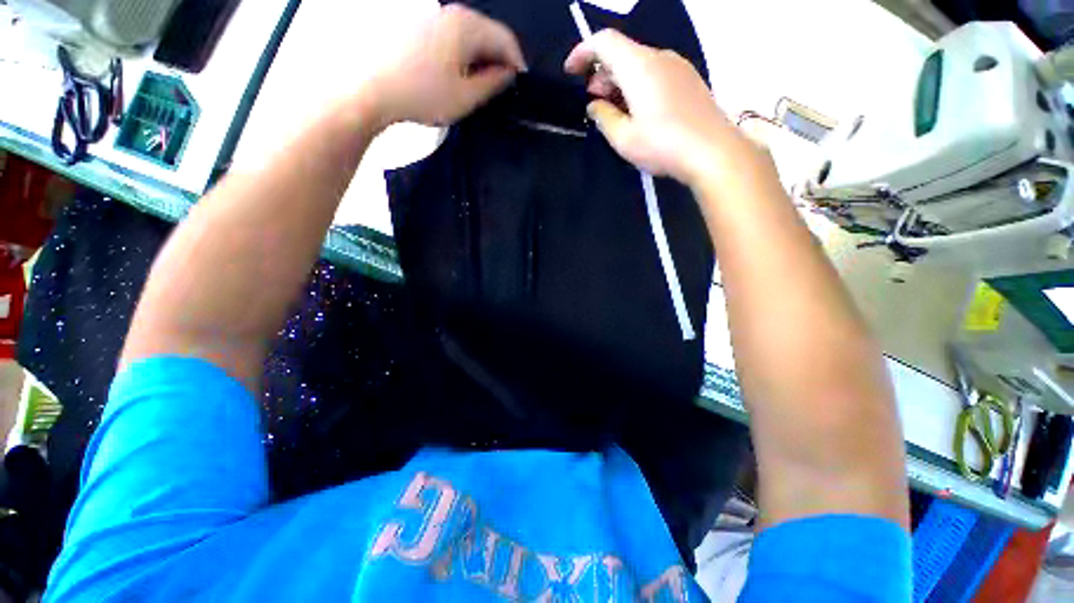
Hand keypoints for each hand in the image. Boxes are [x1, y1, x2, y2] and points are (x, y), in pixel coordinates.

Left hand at [366, 5, 525, 127]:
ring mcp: (432, 16)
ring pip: (468, 33)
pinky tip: (456, 73)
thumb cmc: (424, 95)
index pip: (505, 38)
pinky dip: (461, 52)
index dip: (517, 62)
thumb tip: (507, 73)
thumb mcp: (466, 97)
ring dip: (480, 56)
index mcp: (467, 27)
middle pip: (487, 32)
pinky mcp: (417, 25)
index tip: (520, 83)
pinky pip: (451, 35)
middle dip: (498, 58)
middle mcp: (451, 13)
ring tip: (479, 82)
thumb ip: (492, 83)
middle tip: (500, 86)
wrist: (372, 89)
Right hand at [564, 30, 758, 187]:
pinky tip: (637, 110)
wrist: (713, 151)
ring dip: (619, 81)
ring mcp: (678, 67)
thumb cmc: (663, 145)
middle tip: (593, 101)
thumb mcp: (624, 138)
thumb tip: (595, 105)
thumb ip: (604, 118)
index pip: (604, 41)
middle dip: (601, 73)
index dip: (582, 52)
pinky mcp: (688, 80)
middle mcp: (659, 57)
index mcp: (639, 66)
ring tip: (613, 110)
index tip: (570, 72)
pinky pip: (655, 73)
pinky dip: (637, 85)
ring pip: (639, 63)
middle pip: (622, 52)